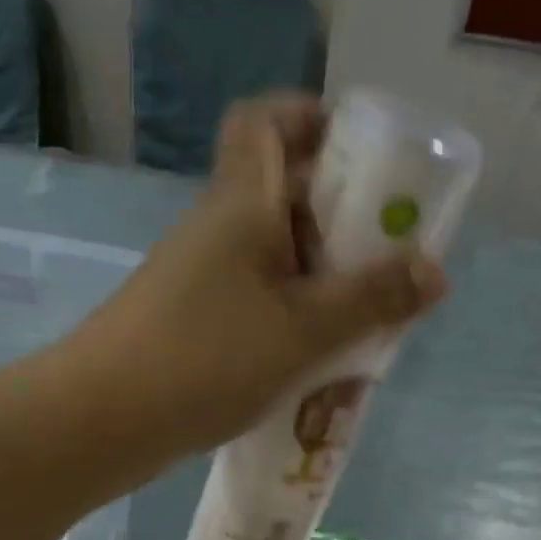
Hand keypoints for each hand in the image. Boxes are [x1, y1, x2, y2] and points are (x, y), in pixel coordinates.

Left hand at [70, 93, 448, 455]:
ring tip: (364, 319)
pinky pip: (257, 299)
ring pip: (274, 255)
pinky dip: (292, 314)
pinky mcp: (193, 321)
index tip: (361, 155)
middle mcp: (218, 228)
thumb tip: (435, 271)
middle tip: (386, 259)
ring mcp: (201, 277)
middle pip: (283, 193)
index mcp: (243, 203)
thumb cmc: (207, 358)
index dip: (313, 119)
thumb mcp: (304, 330)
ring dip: (321, 277)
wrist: (105, 420)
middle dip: (341, 218)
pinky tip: (316, 356)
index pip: (265, 121)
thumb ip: (372, 299)